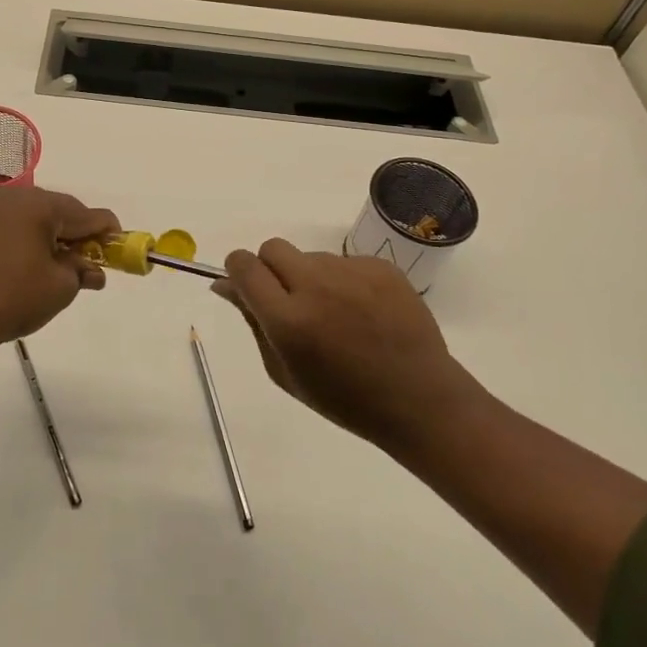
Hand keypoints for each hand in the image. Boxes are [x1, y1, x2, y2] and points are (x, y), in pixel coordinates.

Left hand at [0, 187, 118, 348]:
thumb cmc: (14, 297)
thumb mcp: (60, 287)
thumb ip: (83, 271)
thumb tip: (93, 271)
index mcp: (39, 205)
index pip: (86, 213)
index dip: (108, 232)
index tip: (122, 248)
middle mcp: (17, 199)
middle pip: (64, 213)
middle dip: (82, 237)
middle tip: (97, 264)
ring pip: (42, 221)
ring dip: (60, 241)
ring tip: (72, 270)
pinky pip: (22, 228)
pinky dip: (39, 243)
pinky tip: (47, 267)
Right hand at [214, 239, 486, 453]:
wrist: (419, 399)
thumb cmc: (344, 398)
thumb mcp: (284, 372)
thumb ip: (254, 323)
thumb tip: (227, 286)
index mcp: (288, 320)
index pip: (244, 266)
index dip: (238, 270)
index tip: (245, 284)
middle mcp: (317, 286)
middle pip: (272, 248)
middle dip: (270, 268)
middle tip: (288, 298)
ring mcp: (352, 272)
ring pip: (311, 257)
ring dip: (310, 277)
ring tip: (337, 314)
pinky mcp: (381, 266)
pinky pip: (345, 262)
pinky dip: (344, 281)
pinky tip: (362, 311)